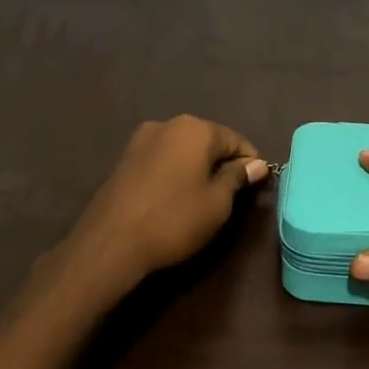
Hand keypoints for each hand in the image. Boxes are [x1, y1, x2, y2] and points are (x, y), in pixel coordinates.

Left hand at [56, 115, 265, 294]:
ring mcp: (141, 140)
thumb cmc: (174, 220)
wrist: (110, 243)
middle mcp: (167, 125)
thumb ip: (238, 177)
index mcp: (194, 129)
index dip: (250, 163)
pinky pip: (162, 160)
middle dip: (222, 163)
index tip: (257, 187)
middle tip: (232, 196)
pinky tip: (177, 198)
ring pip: (183, 150)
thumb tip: (256, 164)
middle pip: (208, 141)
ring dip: (198, 169)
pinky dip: (175, 174)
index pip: (235, 140)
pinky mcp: (124, 160)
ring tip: (204, 199)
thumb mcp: (217, 203)